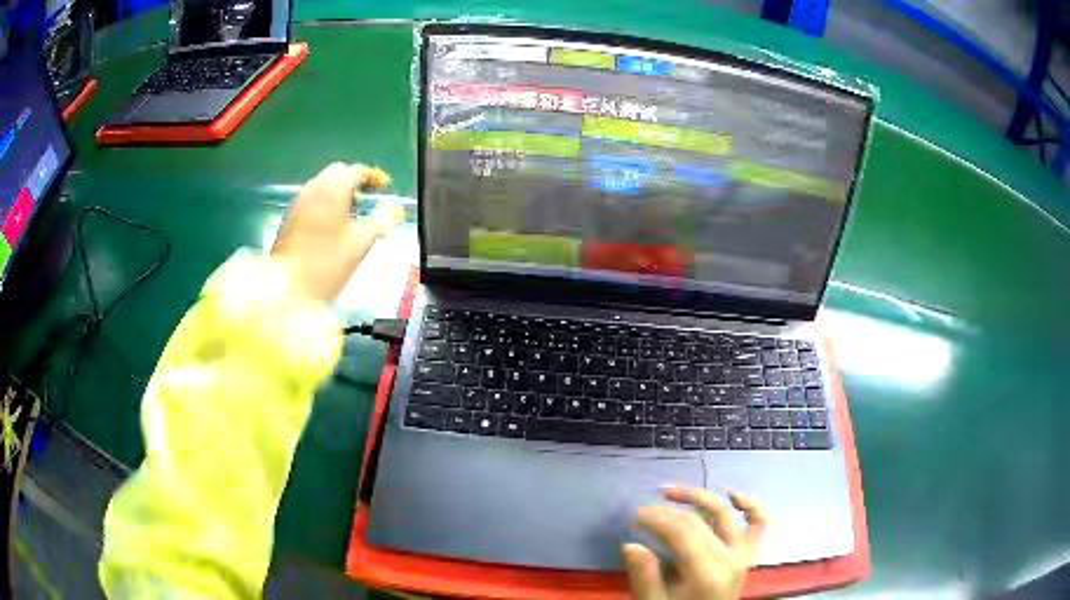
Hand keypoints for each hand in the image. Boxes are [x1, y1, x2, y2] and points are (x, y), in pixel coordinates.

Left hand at [272, 162, 401, 302]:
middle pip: (338, 171)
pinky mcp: (290, 214)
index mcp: (333, 191)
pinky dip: (324, 200)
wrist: (288, 288)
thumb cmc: (326, 267)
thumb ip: (378, 222)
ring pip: (322, 182)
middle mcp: (314, 189)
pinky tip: (330, 220)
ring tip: (351, 209)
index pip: (357, 171)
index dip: (374, 176)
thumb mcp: (359, 245)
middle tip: (367, 196)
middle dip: (354, 180)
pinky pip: (311, 196)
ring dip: (338, 189)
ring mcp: (299, 201)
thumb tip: (391, 211)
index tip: (384, 187)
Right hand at [624, 487, 766, 599]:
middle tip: (642, 512)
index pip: (681, 532)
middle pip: (697, 521)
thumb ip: (645, 578)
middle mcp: (730, 557)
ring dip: (698, 497)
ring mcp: (743, 553)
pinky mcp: (749, 553)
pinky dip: (750, 505)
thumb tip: (631, 545)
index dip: (656, 519)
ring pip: (724, 513)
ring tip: (672, 492)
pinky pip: (758, 522)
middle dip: (666, 511)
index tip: (633, 517)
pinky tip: (733, 496)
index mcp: (707, 573)